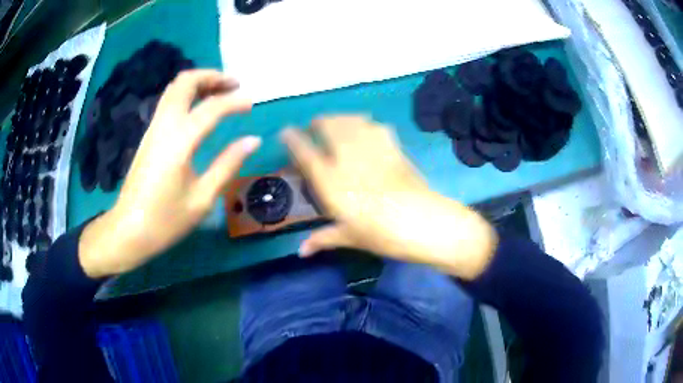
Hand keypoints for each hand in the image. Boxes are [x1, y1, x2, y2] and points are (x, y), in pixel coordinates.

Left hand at [79, 70, 260, 277]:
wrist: (129, 230)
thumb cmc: (166, 220)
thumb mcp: (202, 198)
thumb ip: (228, 164)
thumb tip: (253, 140)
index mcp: (179, 141)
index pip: (212, 107)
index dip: (235, 101)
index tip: (252, 105)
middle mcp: (164, 126)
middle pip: (185, 82)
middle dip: (212, 76)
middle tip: (234, 84)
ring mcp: (153, 128)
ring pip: (175, 89)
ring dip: (199, 82)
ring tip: (220, 91)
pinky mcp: (149, 135)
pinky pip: (169, 102)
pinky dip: (187, 94)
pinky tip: (200, 108)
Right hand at [281, 115, 496, 278]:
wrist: (423, 222)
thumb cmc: (381, 234)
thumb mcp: (350, 238)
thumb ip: (323, 239)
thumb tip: (301, 252)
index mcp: (331, 182)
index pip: (304, 153)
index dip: (292, 138)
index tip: (285, 131)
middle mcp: (347, 159)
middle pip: (328, 126)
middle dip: (319, 121)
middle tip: (315, 125)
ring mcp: (371, 150)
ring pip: (350, 121)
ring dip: (340, 118)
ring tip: (337, 123)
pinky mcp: (392, 148)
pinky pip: (375, 126)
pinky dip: (366, 123)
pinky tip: (366, 129)